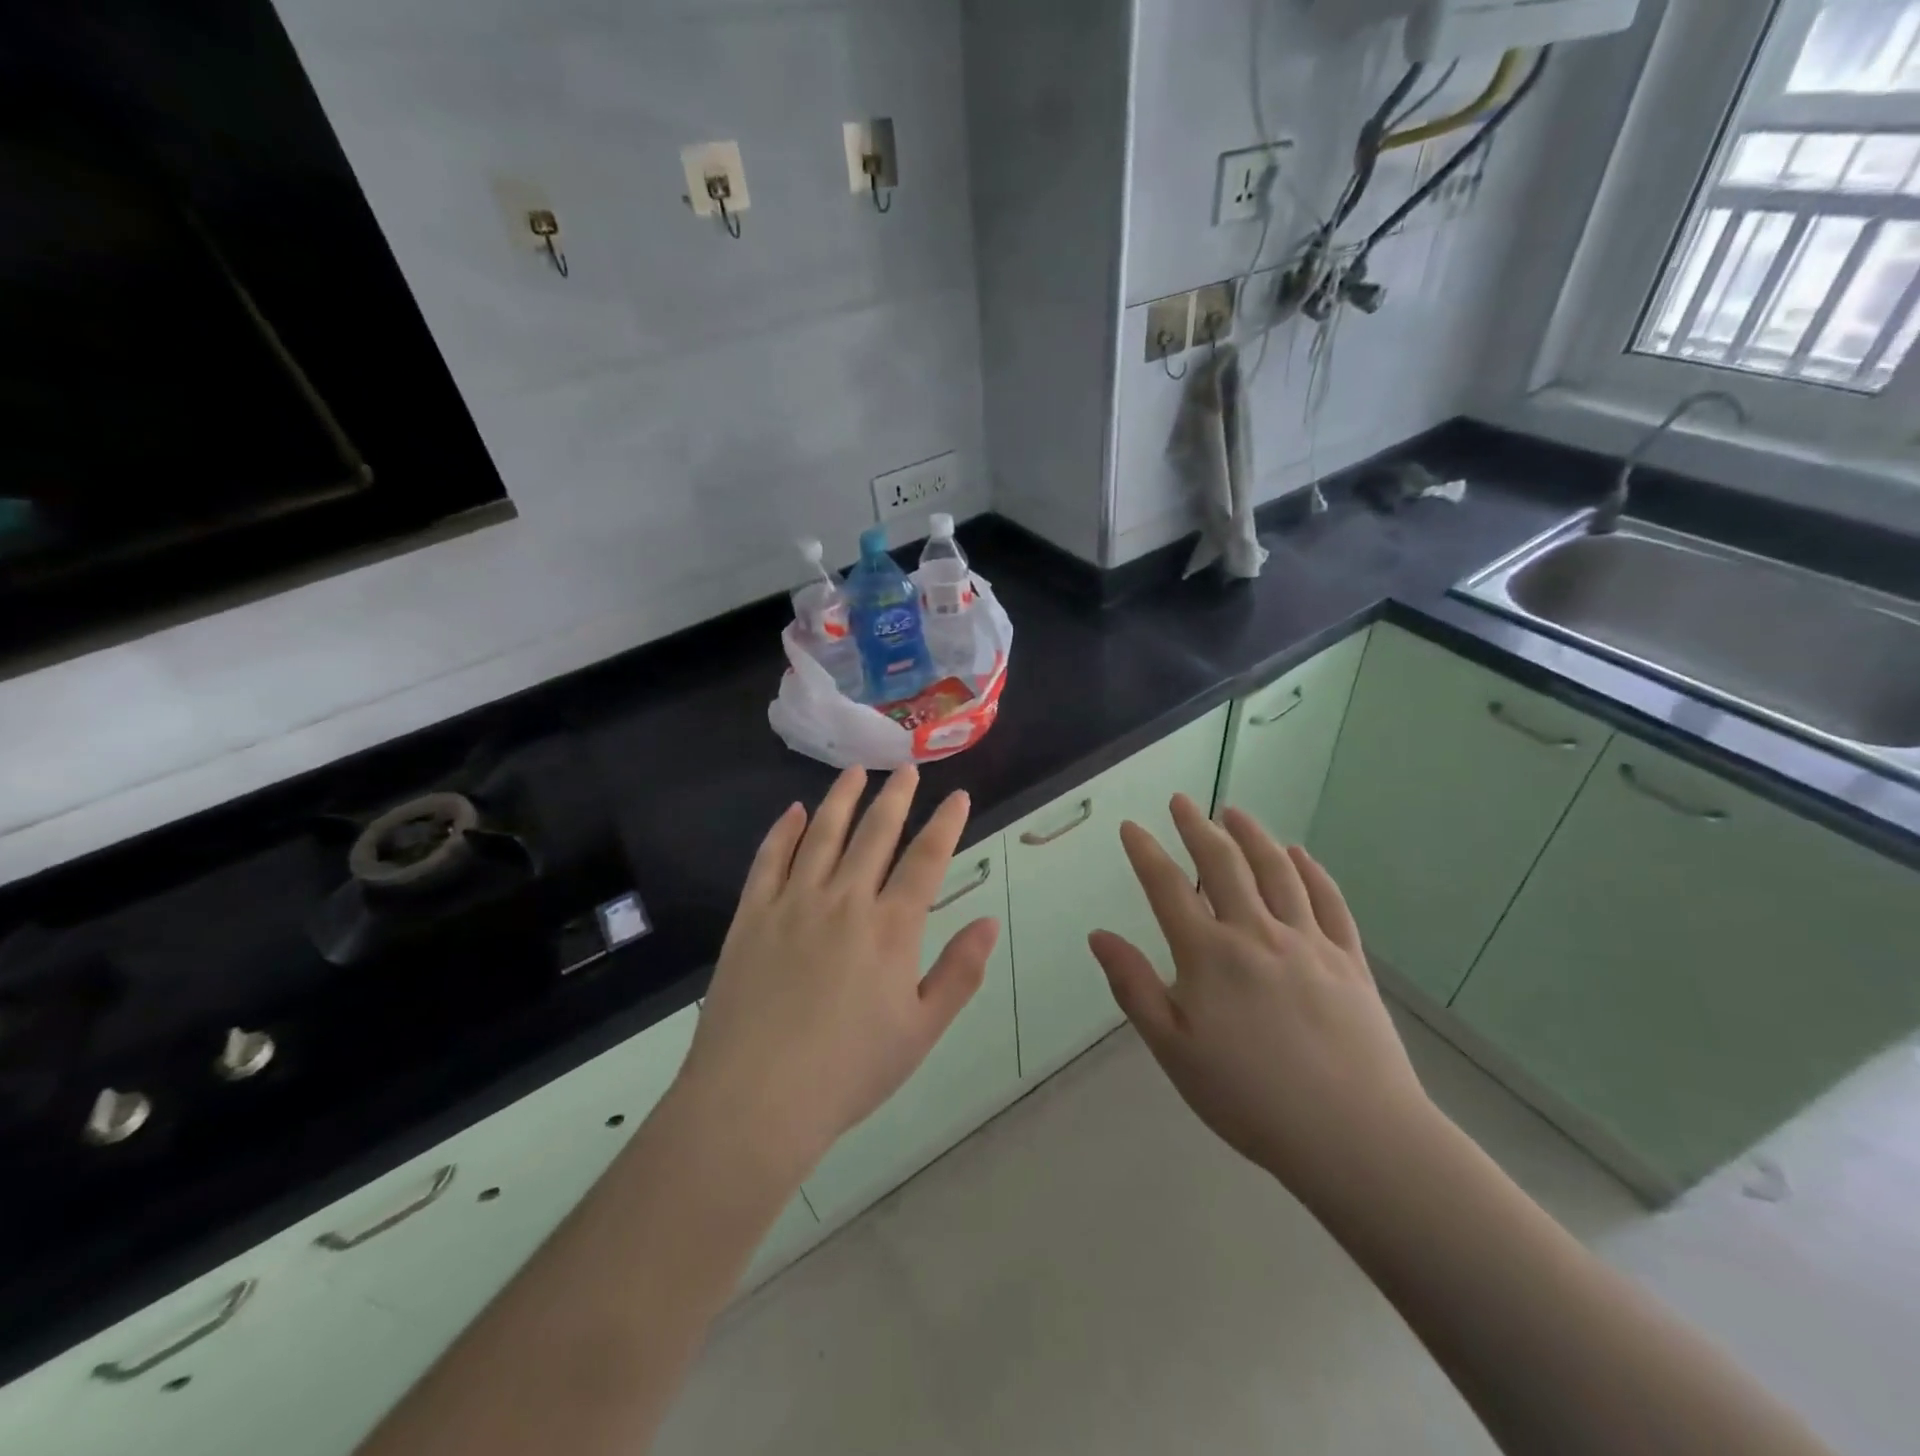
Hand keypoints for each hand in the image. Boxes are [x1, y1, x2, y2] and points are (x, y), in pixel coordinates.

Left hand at [675, 766, 999, 1183]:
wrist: (756, 1099)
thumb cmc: (849, 1071)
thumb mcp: (921, 1032)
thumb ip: (958, 973)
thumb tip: (988, 923)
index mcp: (891, 928)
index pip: (926, 859)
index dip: (946, 823)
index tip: (958, 796)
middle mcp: (845, 901)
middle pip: (875, 833)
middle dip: (896, 797)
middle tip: (907, 769)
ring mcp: (794, 903)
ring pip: (823, 834)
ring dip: (843, 798)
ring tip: (856, 771)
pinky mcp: (752, 915)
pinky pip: (770, 859)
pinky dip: (784, 830)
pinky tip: (793, 811)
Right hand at [1088, 796, 1433, 1199]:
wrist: (1354, 1136)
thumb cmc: (1249, 1098)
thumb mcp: (1173, 1050)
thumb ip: (1134, 987)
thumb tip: (1099, 935)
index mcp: (1209, 955)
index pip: (1168, 888)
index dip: (1146, 852)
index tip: (1132, 827)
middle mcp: (1256, 933)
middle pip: (1223, 864)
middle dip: (1197, 828)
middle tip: (1182, 802)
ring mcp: (1308, 942)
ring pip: (1277, 871)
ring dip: (1252, 836)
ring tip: (1234, 814)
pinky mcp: (1349, 960)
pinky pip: (1328, 901)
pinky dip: (1311, 871)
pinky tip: (1299, 854)